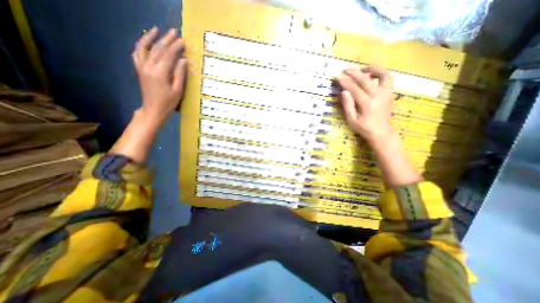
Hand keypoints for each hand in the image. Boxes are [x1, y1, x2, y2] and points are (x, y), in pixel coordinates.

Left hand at [131, 27, 187, 125]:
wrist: (152, 110)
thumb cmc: (168, 103)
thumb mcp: (178, 90)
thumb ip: (180, 74)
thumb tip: (183, 60)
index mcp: (160, 72)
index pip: (168, 55)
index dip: (176, 47)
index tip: (183, 41)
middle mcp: (149, 66)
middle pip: (158, 49)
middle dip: (167, 40)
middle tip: (174, 32)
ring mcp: (142, 67)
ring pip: (145, 48)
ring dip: (150, 38)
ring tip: (156, 30)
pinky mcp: (139, 70)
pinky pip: (137, 54)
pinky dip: (140, 46)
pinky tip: (144, 42)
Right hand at [336, 67, 395, 143]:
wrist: (381, 131)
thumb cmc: (364, 127)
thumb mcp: (352, 120)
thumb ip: (348, 106)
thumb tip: (344, 92)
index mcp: (367, 104)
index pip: (354, 89)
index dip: (345, 82)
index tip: (338, 76)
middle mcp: (378, 96)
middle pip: (365, 80)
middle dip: (354, 73)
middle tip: (345, 69)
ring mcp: (386, 93)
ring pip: (381, 74)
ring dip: (371, 69)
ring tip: (361, 69)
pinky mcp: (390, 92)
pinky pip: (388, 78)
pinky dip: (381, 73)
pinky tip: (372, 74)